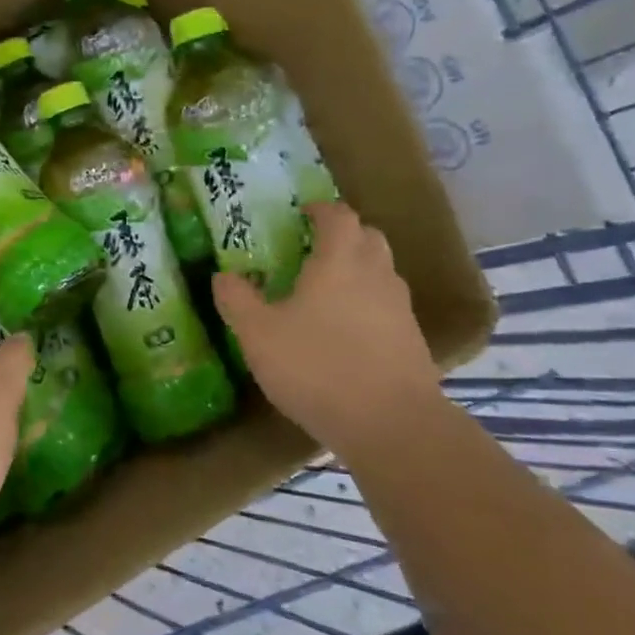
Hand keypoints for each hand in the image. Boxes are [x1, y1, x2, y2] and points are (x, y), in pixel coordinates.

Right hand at [212, 202, 439, 444]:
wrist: (392, 425)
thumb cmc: (317, 366)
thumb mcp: (259, 334)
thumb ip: (237, 300)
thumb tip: (222, 275)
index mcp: (339, 260)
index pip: (338, 215)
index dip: (320, 209)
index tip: (301, 214)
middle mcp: (376, 274)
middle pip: (368, 236)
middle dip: (343, 235)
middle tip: (312, 249)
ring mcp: (400, 308)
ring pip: (381, 271)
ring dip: (358, 269)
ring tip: (326, 292)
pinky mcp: (412, 340)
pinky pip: (388, 306)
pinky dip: (369, 305)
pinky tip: (346, 332)